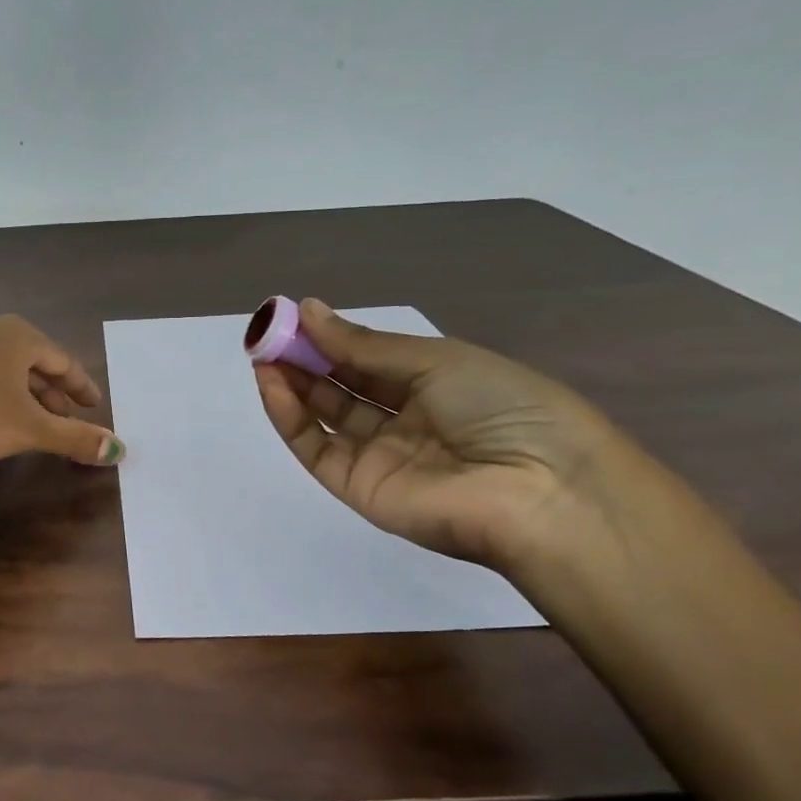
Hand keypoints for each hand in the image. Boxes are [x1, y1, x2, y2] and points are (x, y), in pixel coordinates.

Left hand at [0, 315, 125, 466]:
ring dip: (5, 386)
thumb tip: (119, 449)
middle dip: (45, 390)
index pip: (62, 361)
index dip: (80, 385)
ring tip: (14, 410)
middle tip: (60, 415)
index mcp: (17, 338)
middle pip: (25, 361)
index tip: (93, 404)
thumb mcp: (30, 430)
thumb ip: (74, 438)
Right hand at [252, 299, 634, 570]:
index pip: (369, 360)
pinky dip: (290, 418)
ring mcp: (379, 457)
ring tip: (261, 353)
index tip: (292, 315)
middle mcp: (404, 421)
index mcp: (434, 386)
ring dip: (291, 384)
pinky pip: (317, 449)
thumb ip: (363, 344)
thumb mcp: (436, 360)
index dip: (331, 338)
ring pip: (324, 416)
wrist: (540, 491)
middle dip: (304, 358)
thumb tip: (308, 310)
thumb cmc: (502, 407)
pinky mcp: (358, 488)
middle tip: (267, 332)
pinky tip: (273, 386)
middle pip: (342, 387)